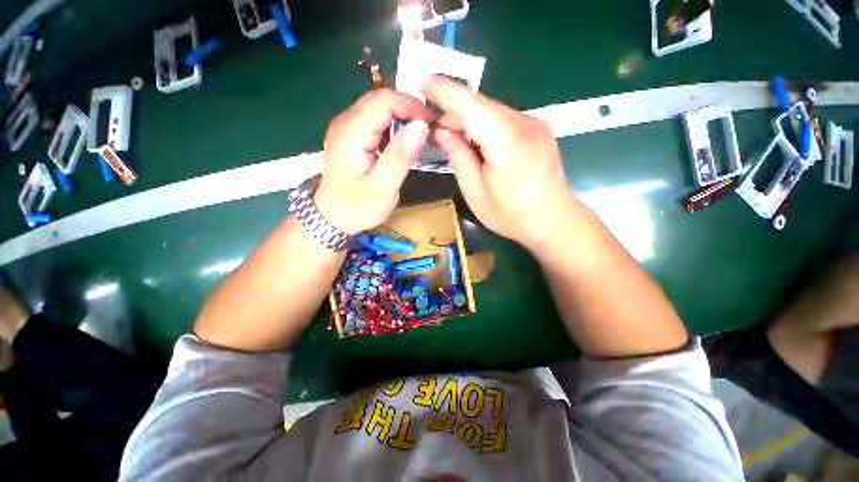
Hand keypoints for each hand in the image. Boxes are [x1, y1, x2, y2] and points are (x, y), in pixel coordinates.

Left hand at [316, 89, 433, 234]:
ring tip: (420, 137)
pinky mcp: (352, 135)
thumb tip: (420, 126)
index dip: (411, 105)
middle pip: (381, 100)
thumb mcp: (383, 188)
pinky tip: (403, 143)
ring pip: (379, 108)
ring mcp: (347, 127)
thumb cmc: (357, 207)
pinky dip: (394, 127)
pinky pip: (376, 121)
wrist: (332, 217)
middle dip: (409, 110)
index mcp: (351, 133)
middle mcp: (346, 122)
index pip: (383, 100)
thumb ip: (400, 156)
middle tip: (429, 131)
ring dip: (403, 118)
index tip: (431, 124)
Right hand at [423, 76, 574, 249]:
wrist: (554, 221)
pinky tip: (477, 143)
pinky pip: (503, 120)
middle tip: (434, 130)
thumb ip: (459, 158)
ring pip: (492, 111)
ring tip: (453, 138)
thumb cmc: (512, 215)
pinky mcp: (538, 130)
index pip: (471, 106)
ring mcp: (535, 124)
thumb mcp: (476, 193)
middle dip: (454, 112)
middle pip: (481, 105)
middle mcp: (524, 124)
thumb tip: (443, 132)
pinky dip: (485, 126)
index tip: (423, 82)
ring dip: (469, 120)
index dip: (445, 92)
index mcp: (506, 141)